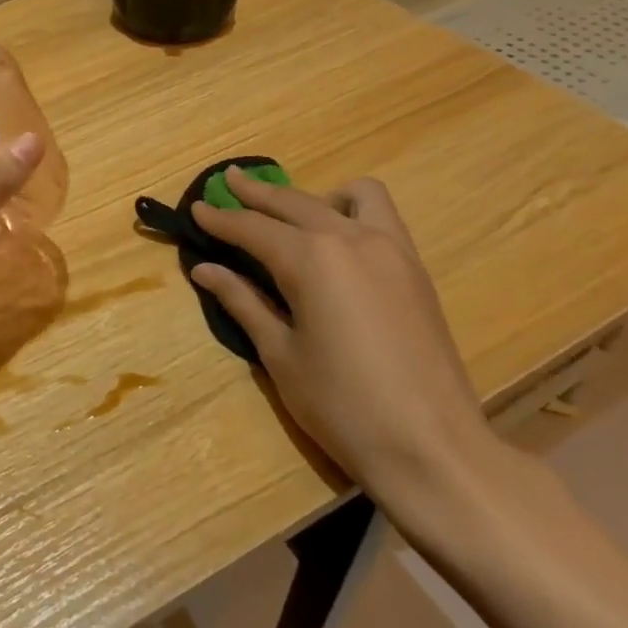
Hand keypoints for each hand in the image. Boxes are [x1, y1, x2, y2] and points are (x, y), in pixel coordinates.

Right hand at [188, 169, 501, 501]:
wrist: (432, 446)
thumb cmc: (341, 405)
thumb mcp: (279, 354)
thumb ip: (243, 301)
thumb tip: (204, 269)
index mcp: (312, 260)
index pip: (253, 228)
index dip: (220, 219)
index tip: (196, 207)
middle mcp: (351, 240)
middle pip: (294, 202)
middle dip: (256, 193)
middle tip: (227, 181)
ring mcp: (391, 249)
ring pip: (346, 198)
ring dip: (311, 196)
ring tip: (288, 213)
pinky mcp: (414, 268)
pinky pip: (380, 216)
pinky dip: (351, 210)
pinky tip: (335, 239)